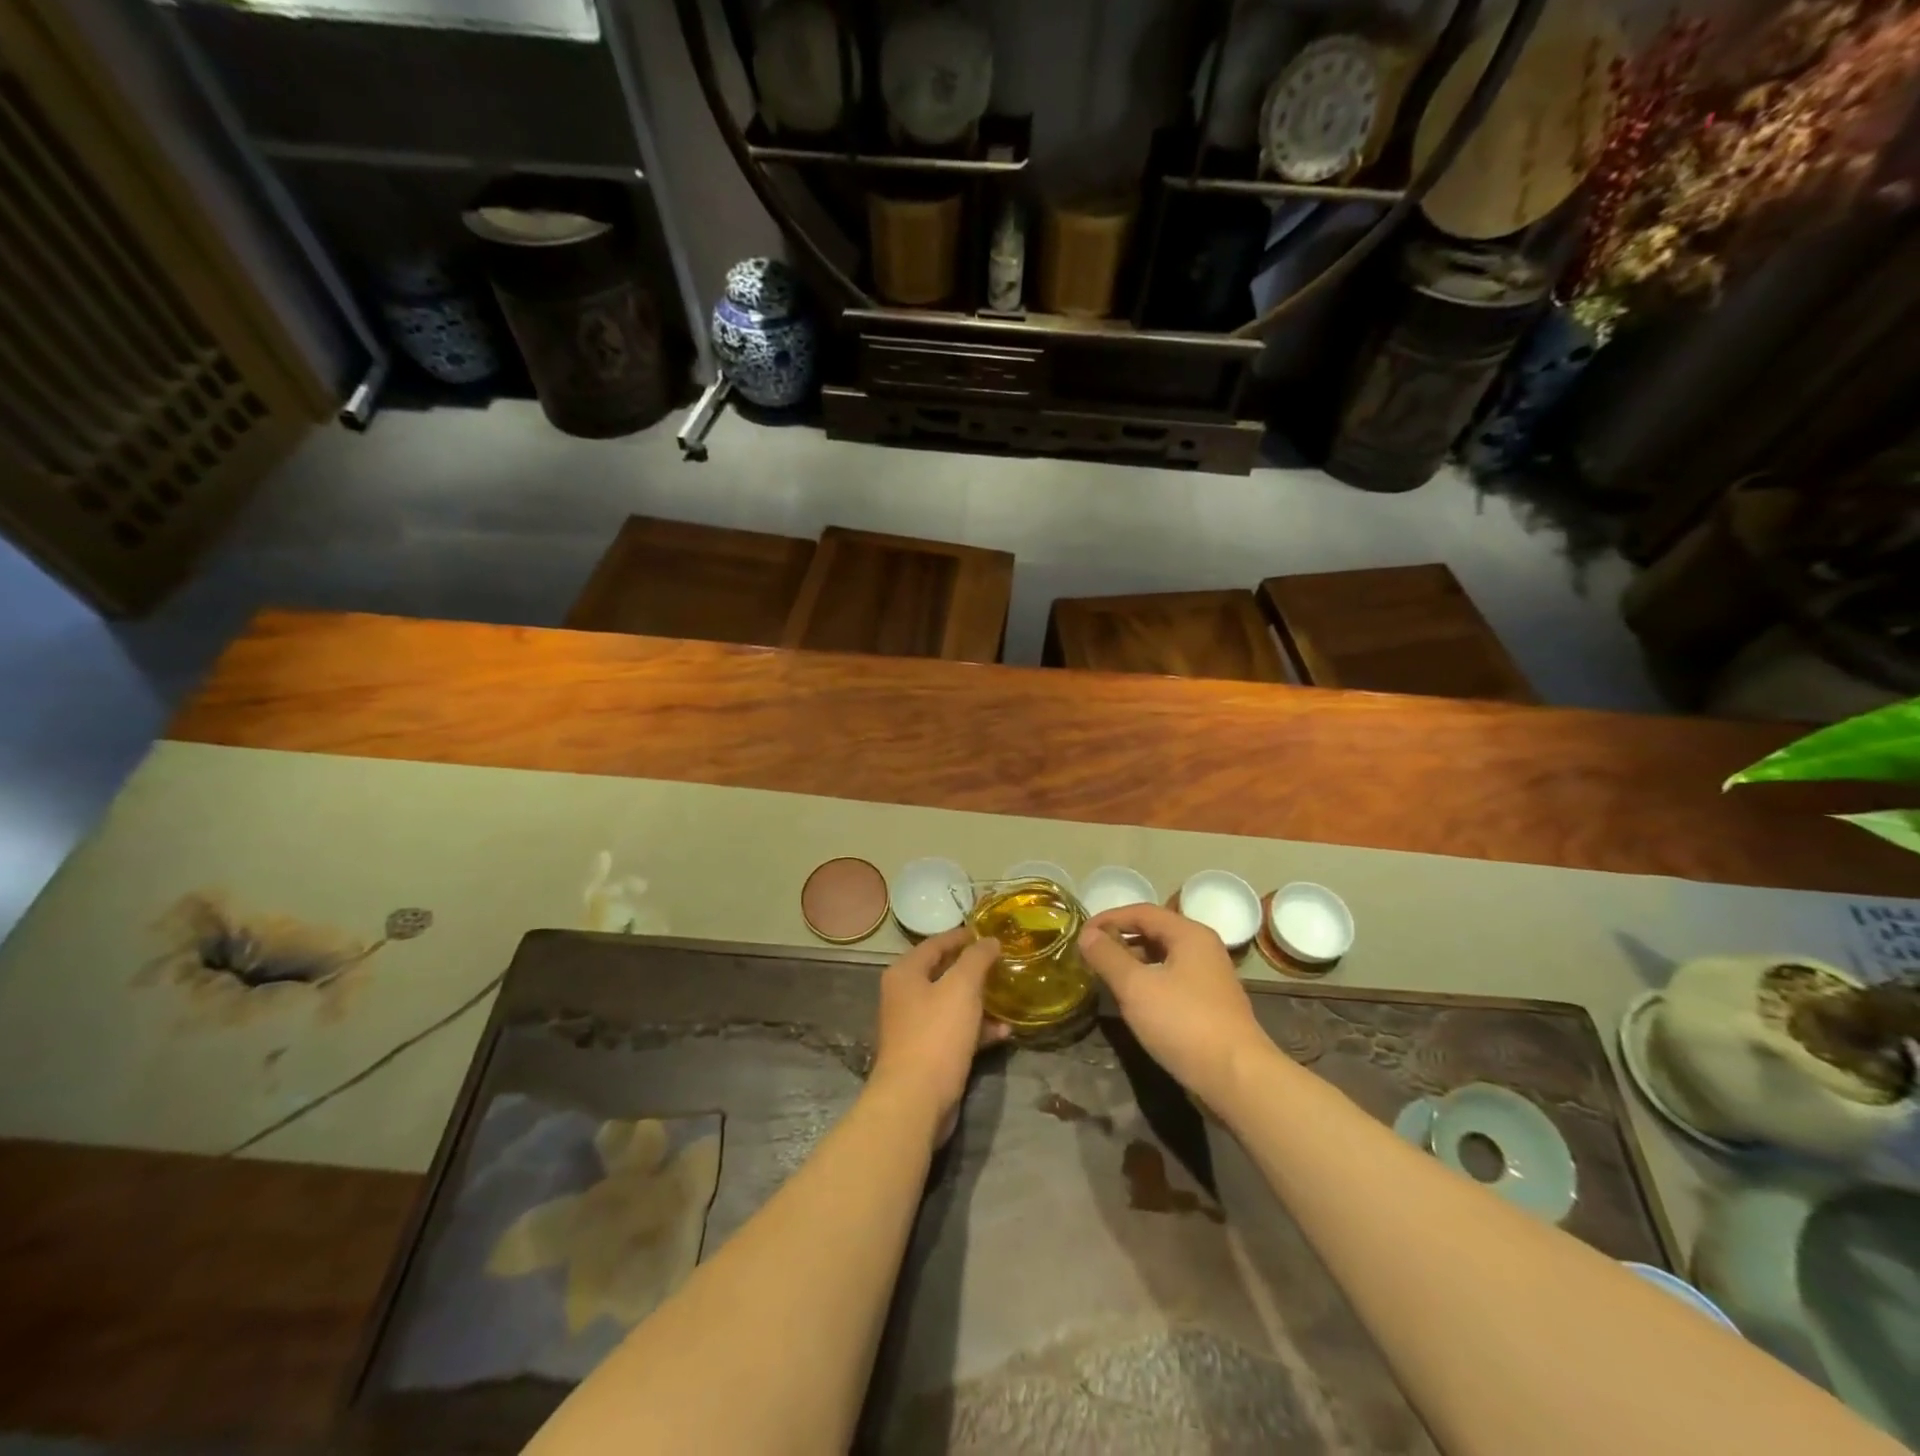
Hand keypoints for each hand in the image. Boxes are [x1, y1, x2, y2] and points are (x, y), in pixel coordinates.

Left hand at [868, 927, 1009, 1144]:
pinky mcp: (927, 1054)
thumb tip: (989, 940)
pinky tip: (1004, 1032)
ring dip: (980, 1000)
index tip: (990, 932)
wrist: (915, 1100)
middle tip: (1003, 963)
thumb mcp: (962, 988)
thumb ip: (977, 959)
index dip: (963, 935)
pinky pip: (955, 1031)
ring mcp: (914, 1027)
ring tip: (1009, 997)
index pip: (936, 943)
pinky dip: (977, 1029)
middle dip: (974, 969)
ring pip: (951, 1004)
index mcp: (906, 973)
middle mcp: (904, 995)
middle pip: (943, 973)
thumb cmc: (936, 1034)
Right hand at [1078, 904, 1270, 1107]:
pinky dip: (1148, 981)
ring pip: (1163, 957)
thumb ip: (1108, 956)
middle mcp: (1203, 948)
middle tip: (1090, 954)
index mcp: (1189, 934)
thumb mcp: (1136, 987)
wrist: (1237, 1078)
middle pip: (1154, 931)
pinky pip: (1172, 979)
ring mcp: (1210, 977)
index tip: (1081, 933)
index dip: (1108, 918)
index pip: (1142, 911)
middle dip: (1120, 939)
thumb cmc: (1184, 1024)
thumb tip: (1087, 933)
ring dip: (1133, 961)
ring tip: (1106, 976)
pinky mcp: (1210, 1004)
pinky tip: (1133, 1000)